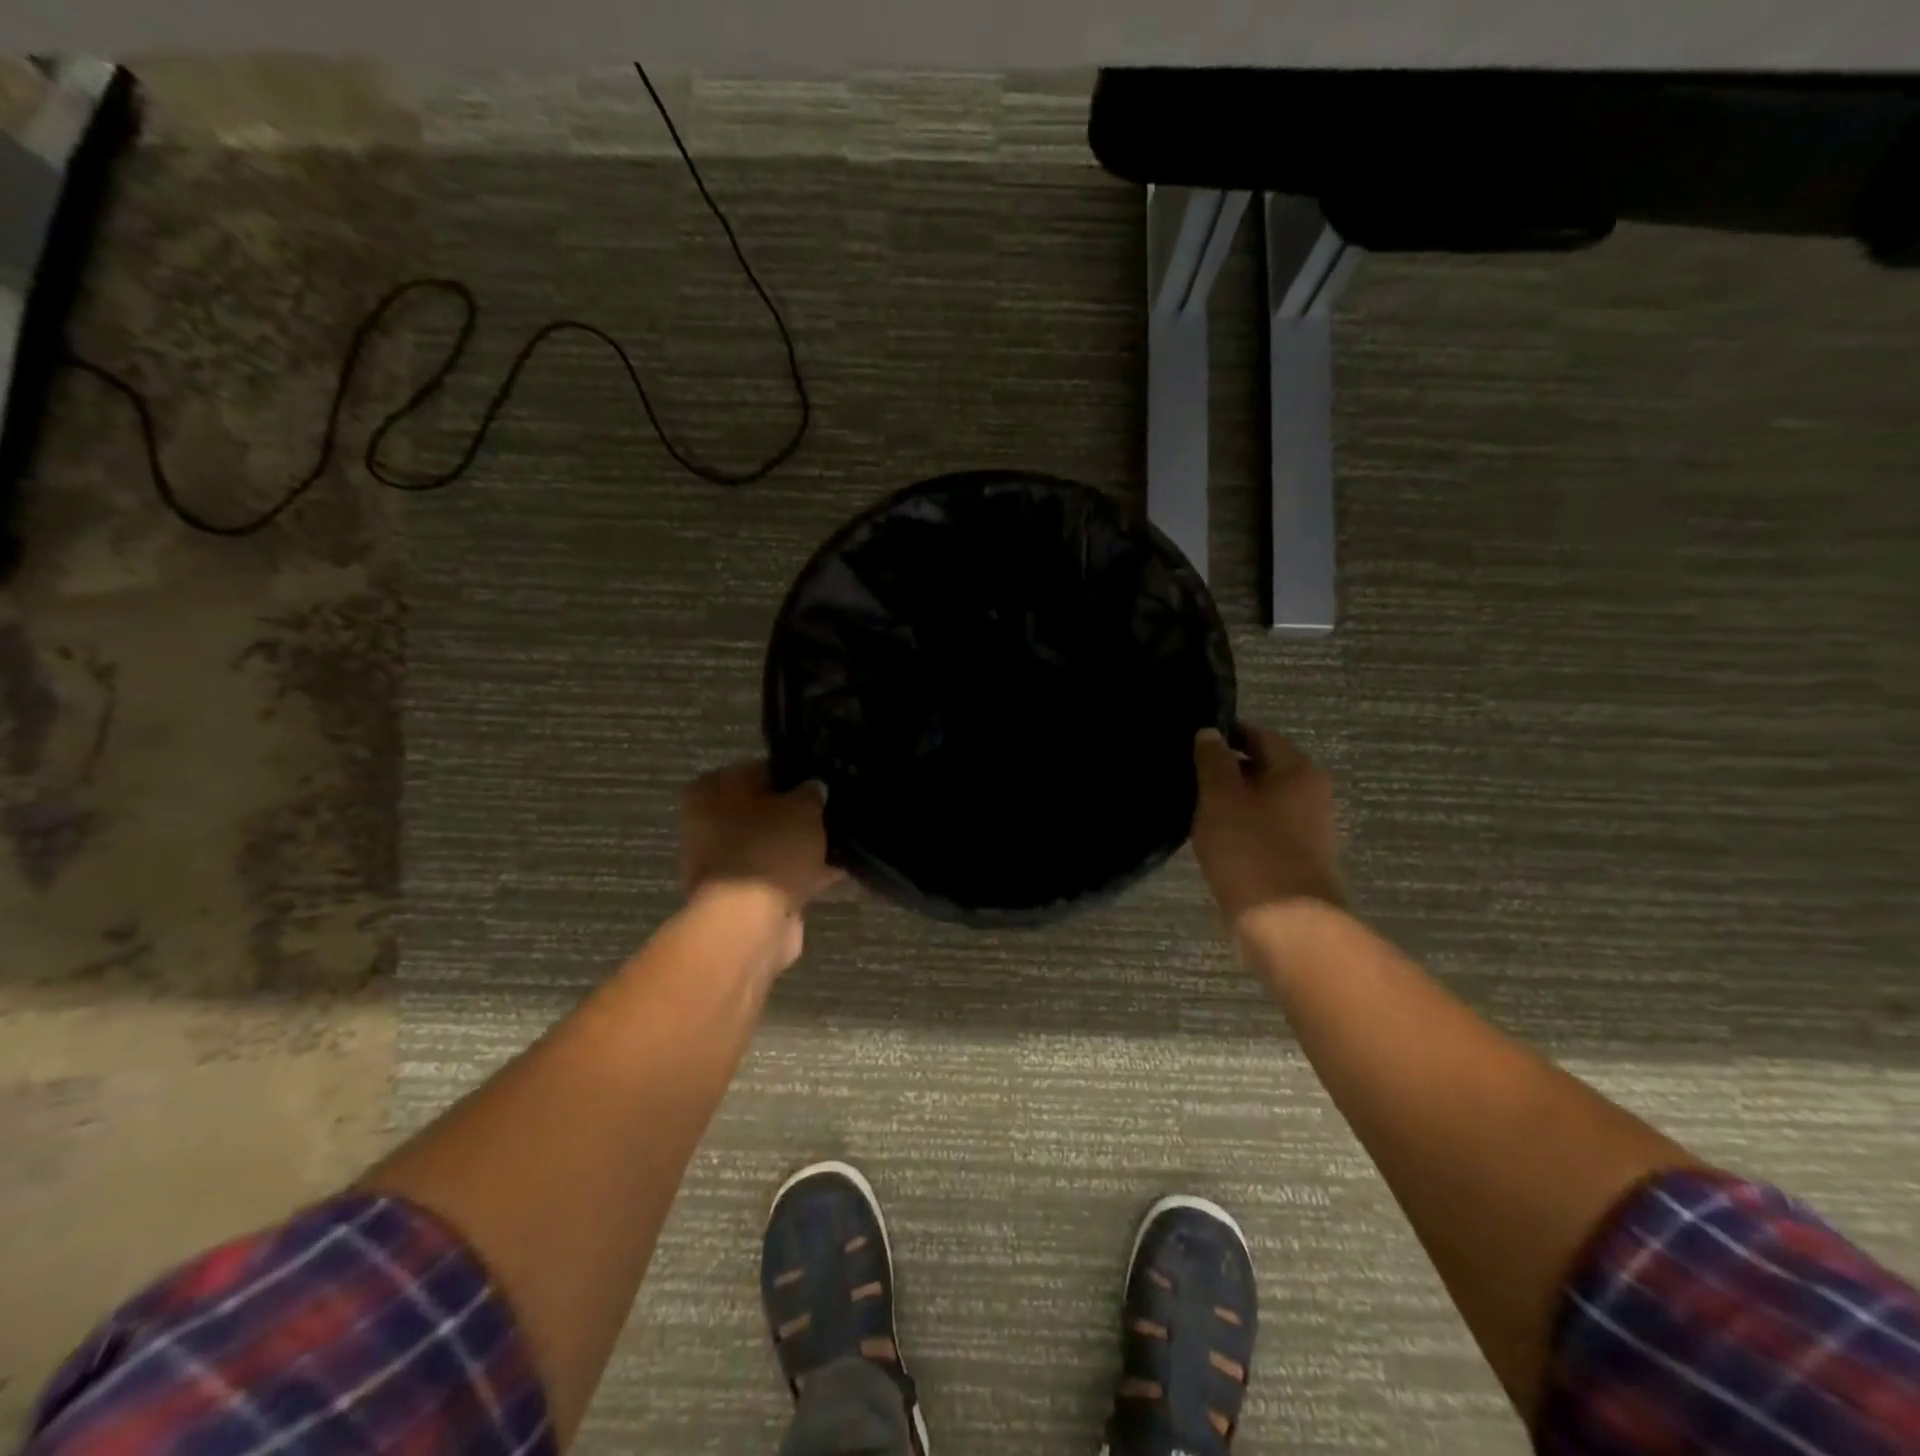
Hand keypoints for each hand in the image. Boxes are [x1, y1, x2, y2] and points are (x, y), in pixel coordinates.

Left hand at [679, 761, 840, 914]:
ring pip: (772, 846)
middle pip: (765, 811)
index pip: (760, 771)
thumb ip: (811, 792)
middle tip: (834, 812)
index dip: (794, 775)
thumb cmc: (768, 849)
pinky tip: (837, 871)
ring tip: (842, 842)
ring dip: (801, 847)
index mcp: (711, 791)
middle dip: (798, 814)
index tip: (824, 783)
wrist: (749, 924)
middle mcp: (708, 825)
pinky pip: (778, 876)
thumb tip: (814, 788)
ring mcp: (722, 865)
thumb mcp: (802, 807)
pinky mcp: (740, 898)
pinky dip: (803, 874)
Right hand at [1191, 724, 1343, 927]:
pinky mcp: (1297, 858)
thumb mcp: (1220, 797)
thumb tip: (1209, 733)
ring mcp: (1307, 828)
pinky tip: (1211, 837)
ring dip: (1230, 801)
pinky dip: (1239, 827)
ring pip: (1261, 800)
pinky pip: (1263, 829)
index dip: (1223, 734)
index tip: (1189, 741)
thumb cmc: (1250, 850)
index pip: (1257, 734)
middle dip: (1224, 769)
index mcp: (1297, 769)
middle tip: (1184, 774)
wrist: (1286, 924)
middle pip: (1262, 767)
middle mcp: (1310, 793)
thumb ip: (1212, 760)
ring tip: (1191, 806)